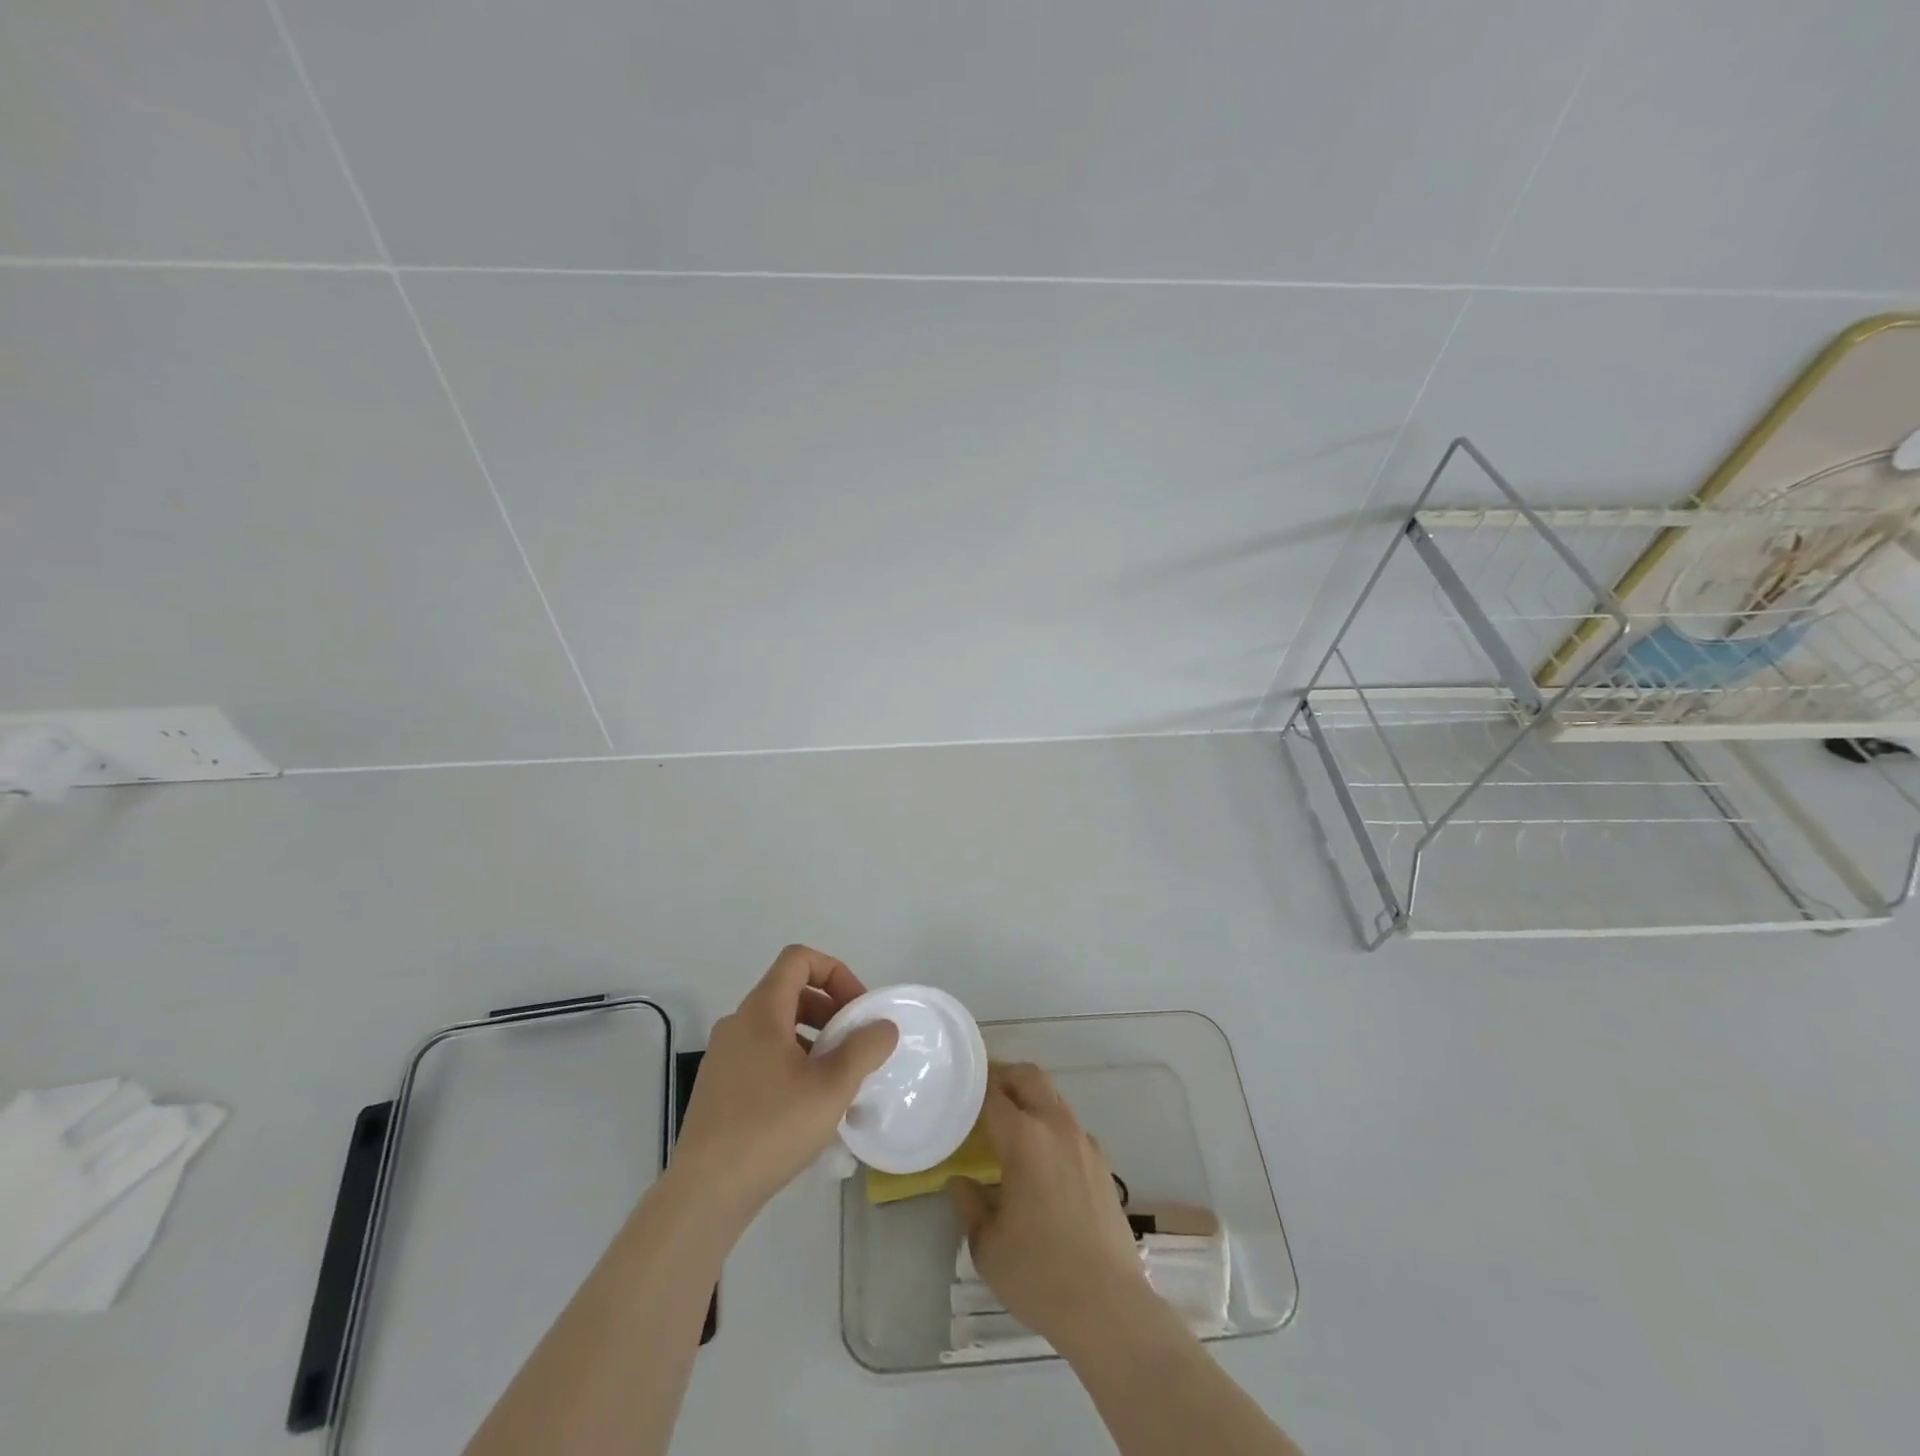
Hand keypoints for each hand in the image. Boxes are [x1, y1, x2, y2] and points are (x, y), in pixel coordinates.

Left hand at [671, 945, 898, 1222]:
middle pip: (790, 991)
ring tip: (836, 1078)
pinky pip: (762, 1054)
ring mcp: (723, 1055)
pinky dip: (791, 1061)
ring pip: (776, 1026)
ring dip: (812, 1038)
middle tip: (853, 1043)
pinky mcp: (718, 1087)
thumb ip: (865, 1048)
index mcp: (761, 1010)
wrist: (706, 1192)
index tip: (857, 1009)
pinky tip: (806, 1105)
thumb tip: (883, 1026)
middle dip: (829, 1008)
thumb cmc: (771, 1128)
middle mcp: (737, 1023)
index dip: (835, 972)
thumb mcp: (832, 1087)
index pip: (799, 959)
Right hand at [947, 1063, 1151, 1351]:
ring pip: (1054, 1100)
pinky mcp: (1104, 1164)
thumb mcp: (988, 1245)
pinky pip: (1071, 1129)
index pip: (994, 1094)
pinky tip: (1044, 1166)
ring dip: (1031, 1103)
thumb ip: (970, 1204)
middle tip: (985, 1100)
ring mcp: (1085, 1143)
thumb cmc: (1039, 1275)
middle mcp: (1056, 1127)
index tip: (960, 1094)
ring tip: (1012, 1135)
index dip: (975, 1088)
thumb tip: (960, 1182)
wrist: (1108, 1307)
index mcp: (1024, 1138)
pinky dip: (1052, 1131)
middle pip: (1030, 1077)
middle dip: (1006, 1078)